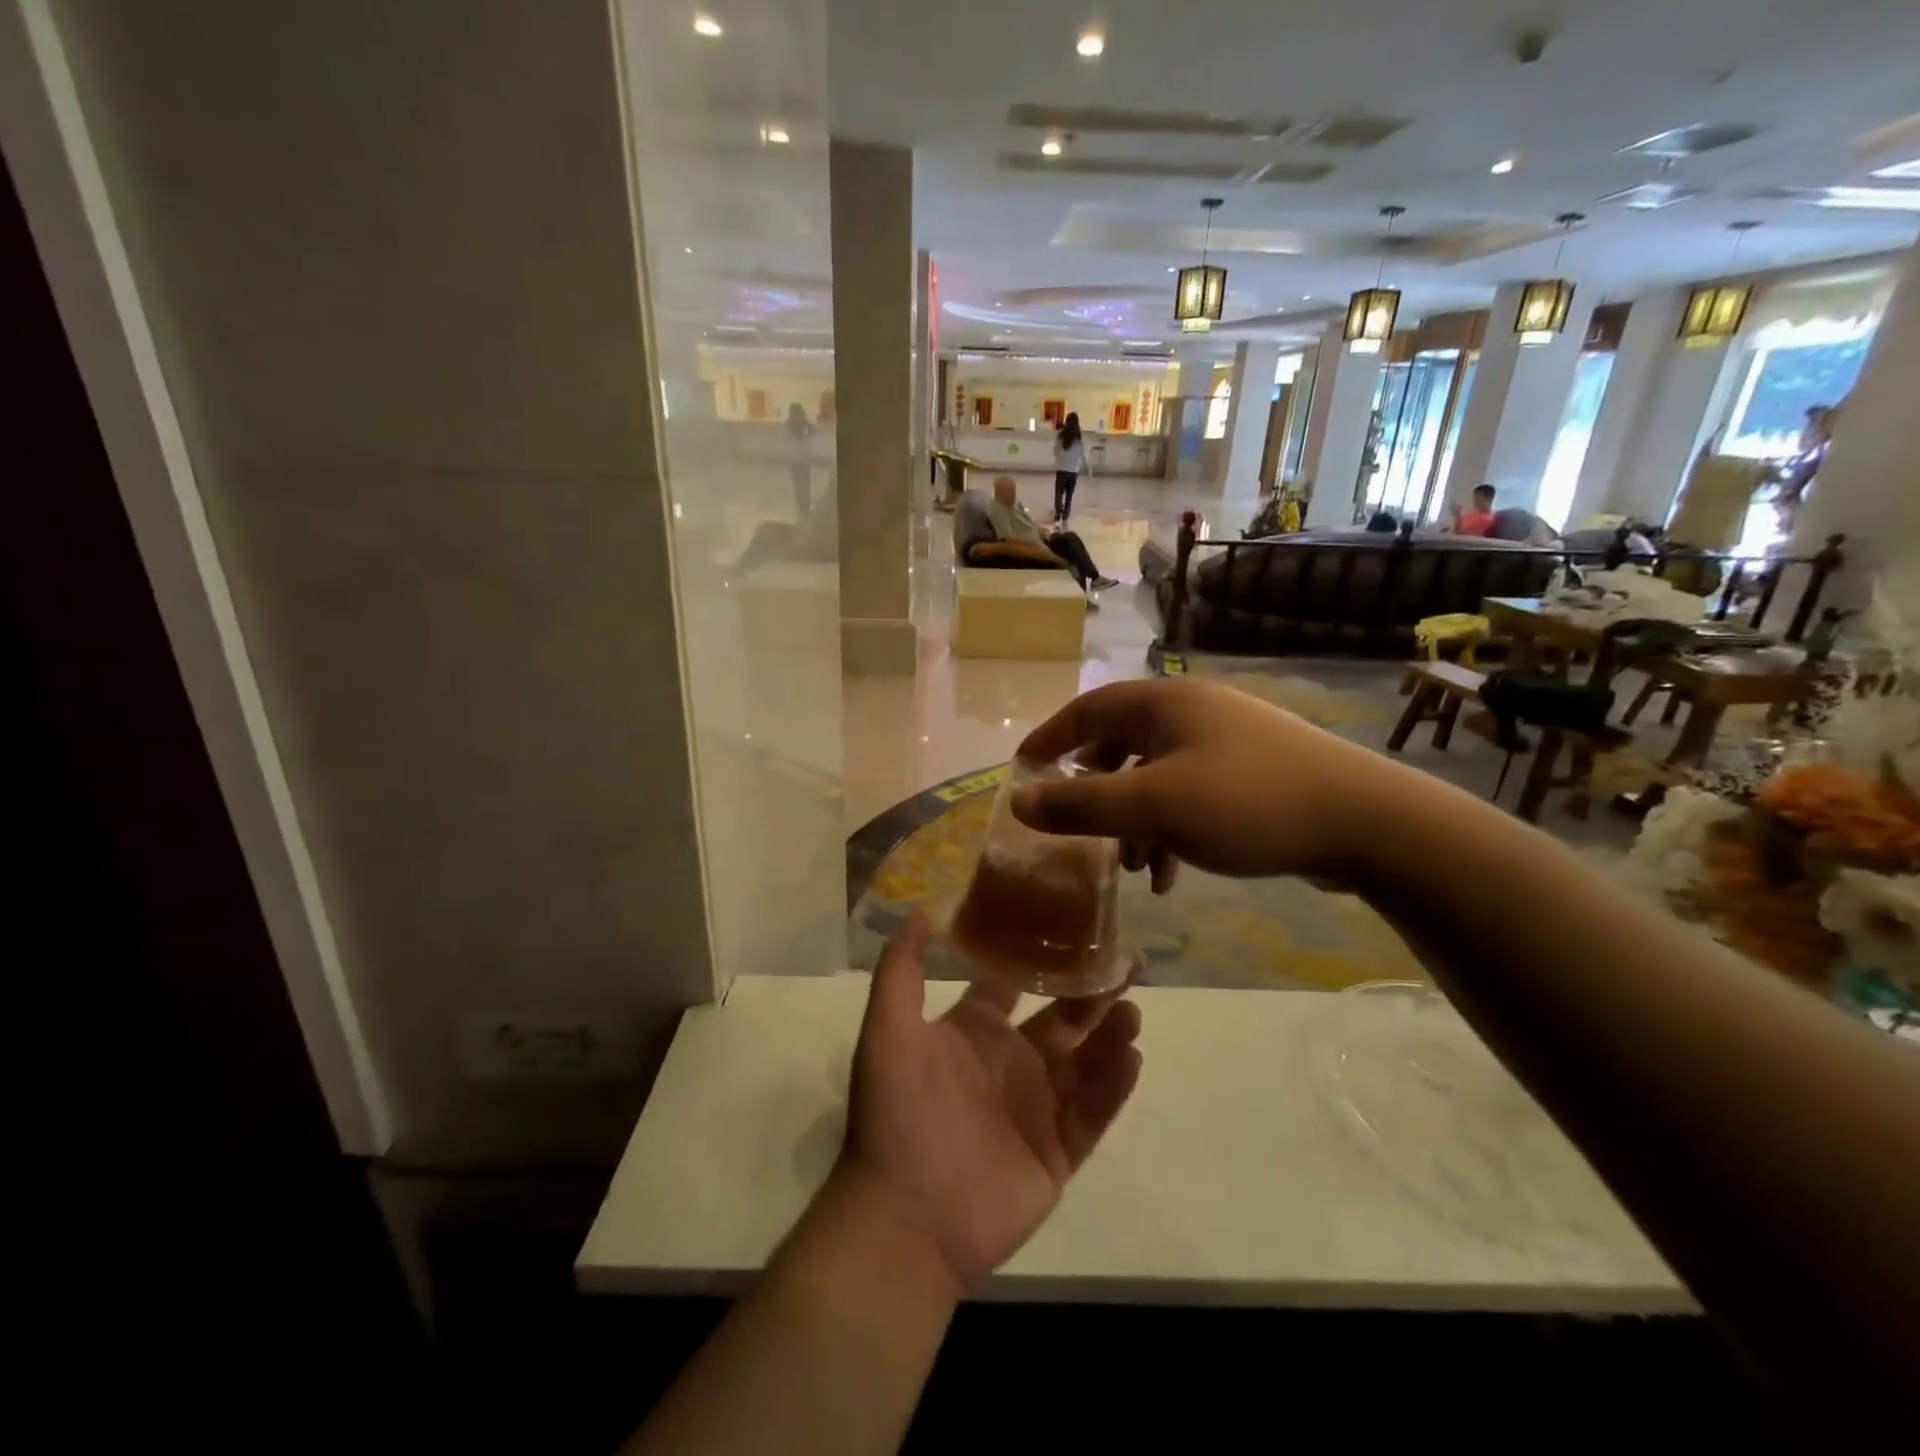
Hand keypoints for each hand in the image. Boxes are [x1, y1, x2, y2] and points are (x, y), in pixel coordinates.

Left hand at [838, 914, 1142, 1292]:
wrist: (906, 1217)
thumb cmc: (898, 1112)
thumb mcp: (889, 1028)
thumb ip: (902, 969)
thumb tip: (919, 909)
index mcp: (974, 1031)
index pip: (1013, 984)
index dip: (1040, 958)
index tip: (1073, 929)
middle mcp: (1009, 1062)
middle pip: (1061, 1019)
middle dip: (1092, 994)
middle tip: (1127, 966)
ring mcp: (1036, 1108)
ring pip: (1085, 1062)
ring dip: (1110, 1036)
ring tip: (1132, 1011)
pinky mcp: (1057, 1152)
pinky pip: (1093, 1113)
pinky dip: (1114, 1086)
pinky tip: (1131, 1057)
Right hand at [1009, 678, 1400, 882]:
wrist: (1366, 822)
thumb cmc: (1247, 802)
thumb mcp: (1153, 806)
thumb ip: (1082, 804)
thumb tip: (1019, 800)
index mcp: (1164, 704)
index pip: (1088, 709)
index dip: (1050, 738)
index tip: (1022, 769)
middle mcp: (1192, 712)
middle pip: (1121, 743)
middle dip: (1095, 788)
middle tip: (1074, 821)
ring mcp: (1226, 741)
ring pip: (1156, 776)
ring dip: (1134, 820)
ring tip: (1131, 868)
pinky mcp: (1251, 773)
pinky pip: (1190, 795)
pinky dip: (1170, 830)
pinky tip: (1172, 874)